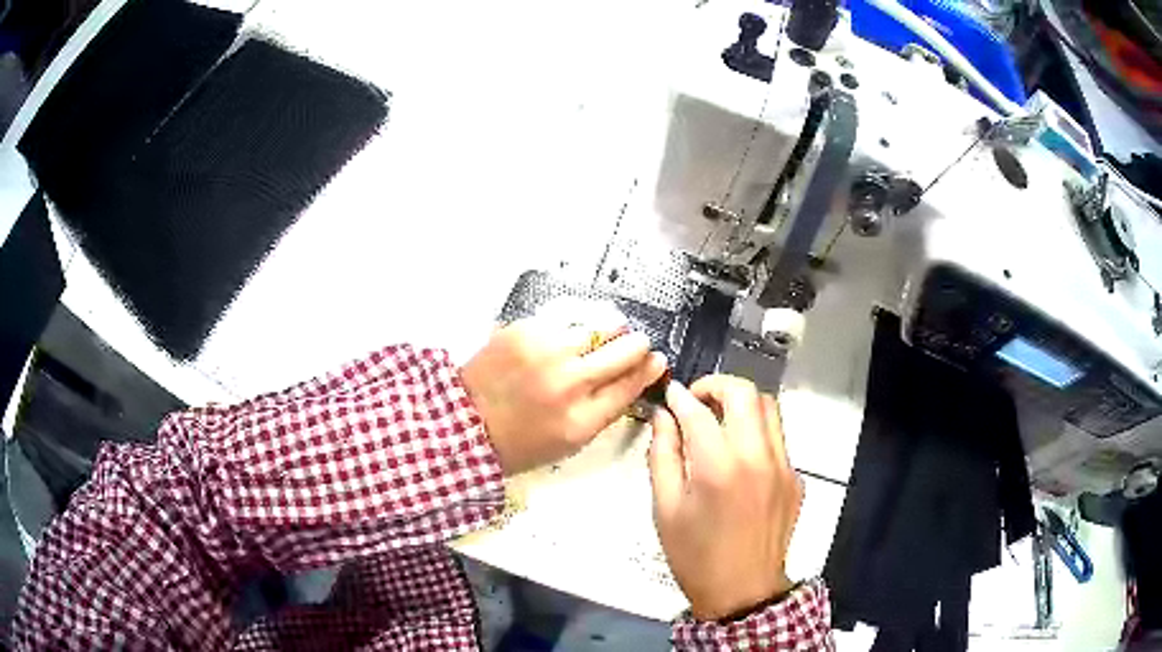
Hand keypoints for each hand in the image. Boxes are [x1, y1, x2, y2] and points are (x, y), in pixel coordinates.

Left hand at [461, 316, 666, 475]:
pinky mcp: (525, 330)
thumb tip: (635, 377)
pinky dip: (576, 323)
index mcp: (582, 420)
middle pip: (625, 349)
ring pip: (601, 325)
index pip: (632, 383)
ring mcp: (546, 352)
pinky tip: (571, 332)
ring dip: (609, 329)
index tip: (657, 359)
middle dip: (637, 344)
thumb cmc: (520, 440)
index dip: (650, 368)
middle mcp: (570, 383)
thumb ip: (605, 411)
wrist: (466, 422)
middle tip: (635, 343)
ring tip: (606, 333)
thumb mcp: (570, 441)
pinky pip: (567, 316)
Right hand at [648, 375, 802, 620]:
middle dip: (716, 385)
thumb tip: (665, 416)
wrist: (743, 591)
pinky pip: (777, 438)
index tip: (670, 395)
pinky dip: (756, 432)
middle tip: (696, 401)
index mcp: (719, 468)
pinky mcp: (796, 477)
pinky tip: (739, 457)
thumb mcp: (665, 508)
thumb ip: (663, 455)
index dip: (680, 397)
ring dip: (741, 403)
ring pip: (769, 407)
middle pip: (745, 393)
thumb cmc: (695, 555)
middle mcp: (758, 457)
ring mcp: (784, 466)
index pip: (699, 410)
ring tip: (719, 420)